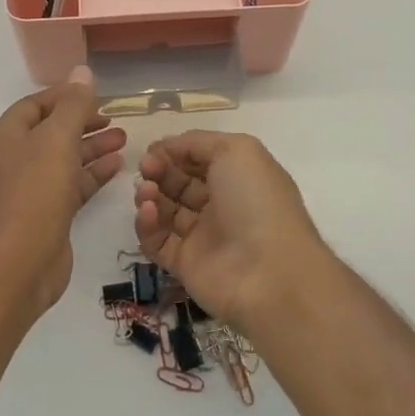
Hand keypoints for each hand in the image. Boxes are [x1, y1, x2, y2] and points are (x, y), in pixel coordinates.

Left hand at [0, 66, 126, 310]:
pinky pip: (69, 184)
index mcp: (4, 136)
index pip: (36, 104)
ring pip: (63, 158)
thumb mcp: (57, 139)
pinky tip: (117, 166)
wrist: (20, 264)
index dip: (66, 96)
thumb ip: (73, 105)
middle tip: (115, 119)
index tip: (98, 95)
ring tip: (124, 139)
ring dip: (91, 147)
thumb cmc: (35, 192)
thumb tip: (82, 70)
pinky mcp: (44, 213)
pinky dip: (91, 173)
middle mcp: (11, 159)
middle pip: (50, 130)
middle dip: (83, 122)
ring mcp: (27, 188)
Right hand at [133, 131, 329, 328]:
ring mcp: (202, 236)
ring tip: (146, 191)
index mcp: (237, 177)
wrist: (268, 273)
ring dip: (149, 195)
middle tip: (146, 169)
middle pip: (178, 182)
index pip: (198, 159)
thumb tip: (167, 147)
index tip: (153, 150)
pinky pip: (157, 241)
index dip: (174, 151)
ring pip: (165, 210)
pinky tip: (149, 213)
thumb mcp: (237, 151)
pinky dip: (147, 224)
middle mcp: (220, 204)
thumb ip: (198, 142)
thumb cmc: (256, 201)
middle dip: (158, 171)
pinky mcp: (184, 264)